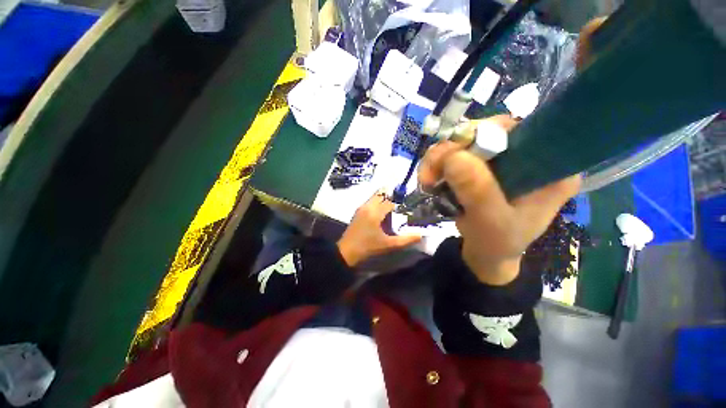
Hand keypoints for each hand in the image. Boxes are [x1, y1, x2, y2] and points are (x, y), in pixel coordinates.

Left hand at [337, 190, 421, 266]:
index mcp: (375, 212)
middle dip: (391, 198)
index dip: (399, 205)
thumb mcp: (388, 245)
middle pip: (381, 195)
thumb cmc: (368, 247)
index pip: (390, 202)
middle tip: (399, 206)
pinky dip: (377, 204)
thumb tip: (420, 235)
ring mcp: (361, 208)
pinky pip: (370, 202)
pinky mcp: (358, 212)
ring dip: (383, 200)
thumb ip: (405, 240)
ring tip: (392, 210)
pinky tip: (382, 215)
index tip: (406, 210)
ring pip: (375, 197)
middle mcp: (367, 206)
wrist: (346, 251)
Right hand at [419, 116, 580, 284]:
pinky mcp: (480, 166)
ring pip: (464, 141)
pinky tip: (429, 180)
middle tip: (431, 173)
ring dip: (438, 159)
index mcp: (550, 167)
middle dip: (452, 149)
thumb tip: (454, 157)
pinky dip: (436, 164)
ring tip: (426, 181)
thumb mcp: (492, 223)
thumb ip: (478, 192)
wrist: (485, 254)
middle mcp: (527, 155)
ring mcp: (501, 159)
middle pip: (486, 132)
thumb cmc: (498, 243)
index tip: (457, 154)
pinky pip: (453, 153)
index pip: (522, 131)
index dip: (486, 133)